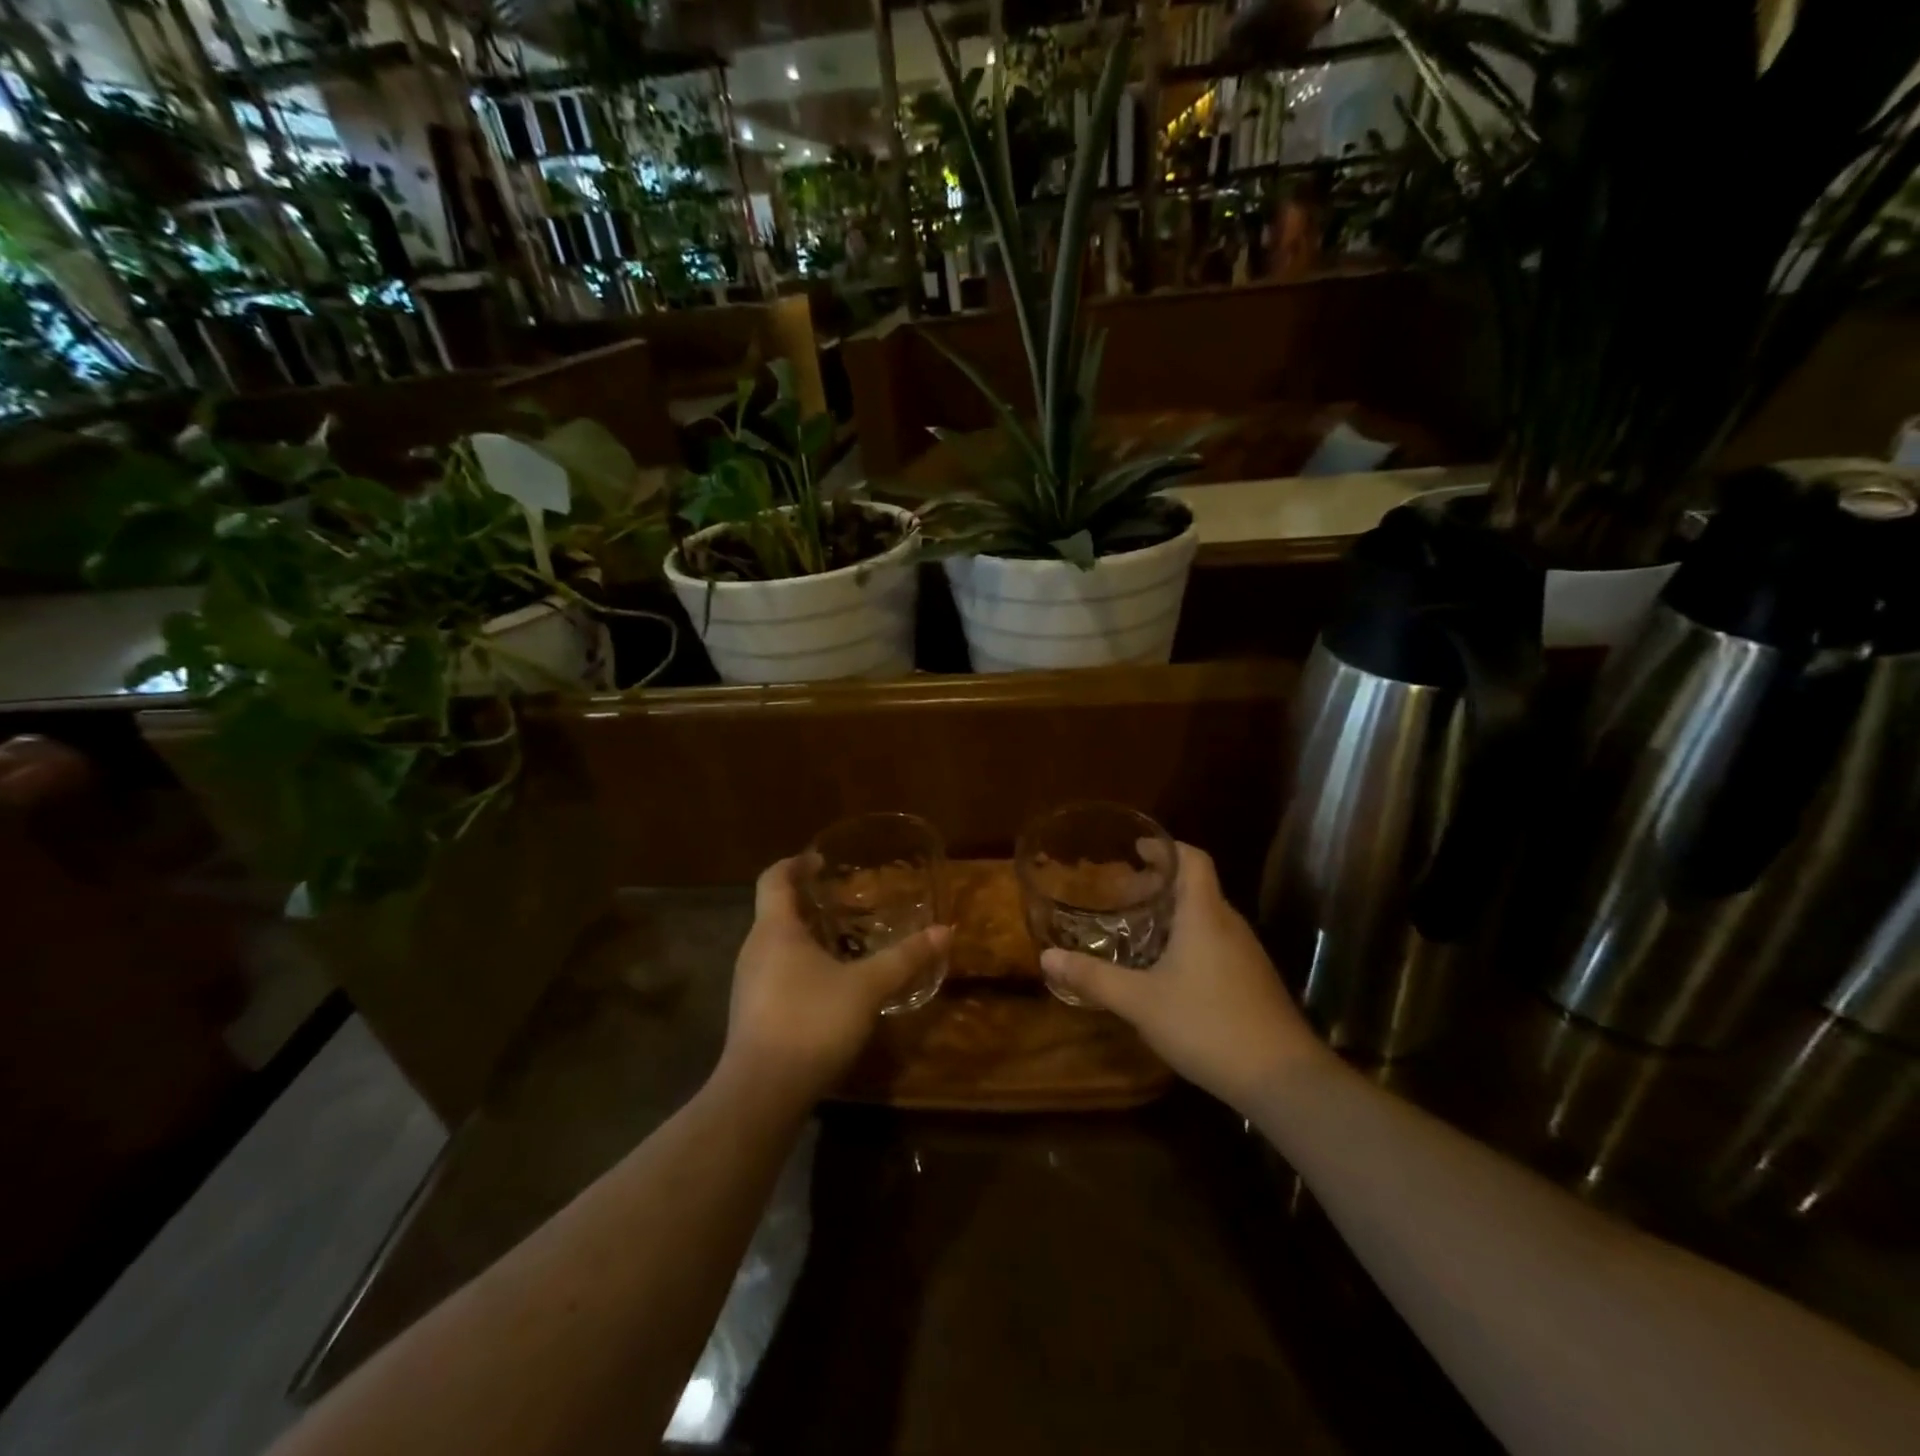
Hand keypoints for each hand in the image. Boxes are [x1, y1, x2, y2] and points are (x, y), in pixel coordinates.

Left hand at [720, 857, 950, 1104]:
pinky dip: (801, 967)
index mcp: (775, 930)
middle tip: (845, 900)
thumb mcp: (867, 987)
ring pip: (776, 946)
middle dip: (807, 902)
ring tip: (843, 941)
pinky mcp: (752, 1015)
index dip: (795, 863)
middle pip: (775, 911)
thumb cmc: (811, 1022)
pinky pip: (776, 974)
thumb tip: (945, 932)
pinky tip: (830, 986)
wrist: (762, 1094)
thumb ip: (905, 958)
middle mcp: (754, 950)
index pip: (773, 878)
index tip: (821, 860)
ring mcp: (748, 985)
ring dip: (805, 937)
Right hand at [1040, 843, 1325, 1110]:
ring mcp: (1246, 954)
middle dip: (1161, 882)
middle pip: (1198, 886)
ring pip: (1208, 916)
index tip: (1137, 849)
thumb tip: (1047, 958)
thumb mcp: (1140, 1002)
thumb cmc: (1207, 1025)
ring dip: (1175, 913)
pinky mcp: (1253, 981)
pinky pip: (1217, 942)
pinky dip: (1190, 939)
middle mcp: (1229, 925)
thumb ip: (1093, 978)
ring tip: (1139, 927)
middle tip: (1123, 892)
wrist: (1283, 1078)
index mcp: (1204, 915)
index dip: (1165, 847)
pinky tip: (1169, 969)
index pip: (1193, 859)